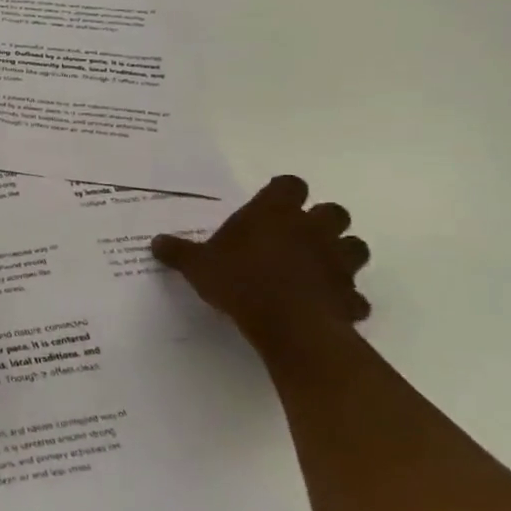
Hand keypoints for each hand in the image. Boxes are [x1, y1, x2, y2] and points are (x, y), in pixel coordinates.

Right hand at [151, 175, 370, 345]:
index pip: (290, 185)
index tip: (269, 205)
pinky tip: (323, 304)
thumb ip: (178, 252)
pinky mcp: (350, 296)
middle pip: (333, 211)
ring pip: (354, 247)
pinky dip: (342, 297)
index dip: (282, 192)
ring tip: (315, 267)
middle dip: (321, 221)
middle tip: (295, 236)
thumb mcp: (196, 265)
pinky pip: (353, 294)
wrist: (289, 325)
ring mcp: (337, 262)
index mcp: (275, 214)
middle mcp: (312, 230)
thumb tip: (155, 242)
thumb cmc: (240, 281)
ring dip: (340, 253)